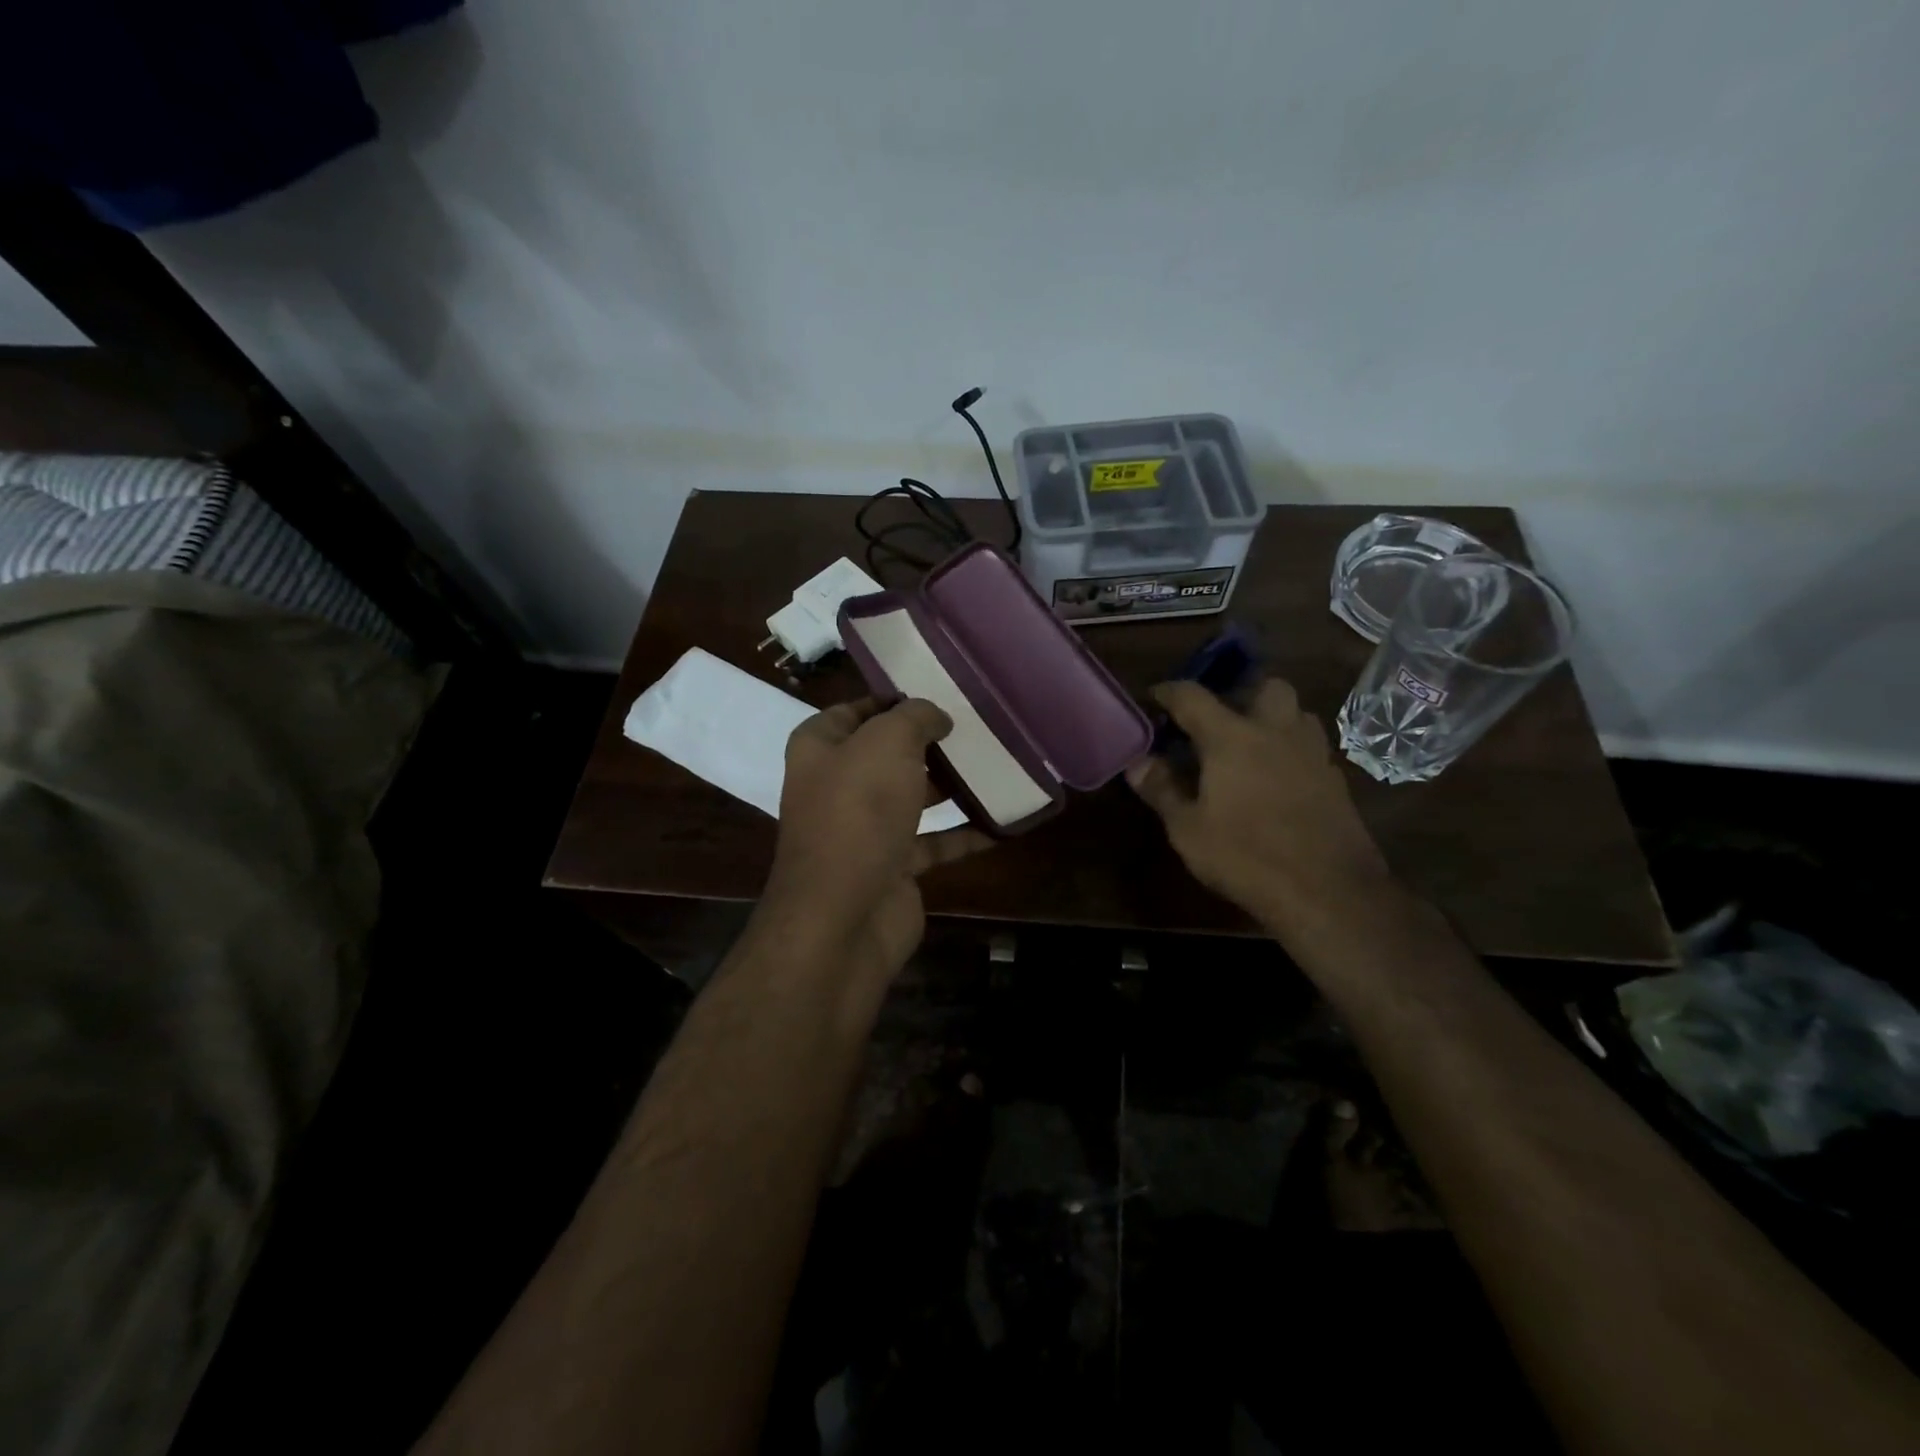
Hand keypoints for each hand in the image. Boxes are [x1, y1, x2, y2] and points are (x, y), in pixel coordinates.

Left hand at [766, 697, 990, 972]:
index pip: (852, 711)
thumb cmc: (858, 812)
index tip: (936, 693)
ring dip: (949, 785)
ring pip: (912, 797)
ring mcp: (864, 830)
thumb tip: (936, 716)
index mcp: (819, 750)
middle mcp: (836, 786)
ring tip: (995, 765)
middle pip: (886, 755)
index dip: (890, 700)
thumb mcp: (887, 743)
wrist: (845, 915)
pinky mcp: (892, 867)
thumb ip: (914, 718)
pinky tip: (1001, 822)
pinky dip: (964, 834)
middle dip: (927, 742)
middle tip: (974, 727)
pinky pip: (933, 842)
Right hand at [1127, 679, 1391, 939]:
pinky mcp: (1336, 781)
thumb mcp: (1188, 829)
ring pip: (1296, 714)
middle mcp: (1276, 733)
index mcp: (1232, 737)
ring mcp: (1312, 755)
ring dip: (1273, 719)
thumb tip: (1137, 763)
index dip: (1169, 692)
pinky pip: (1310, 750)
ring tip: (1250, 747)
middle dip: (1241, 693)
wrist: (1326, 892)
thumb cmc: (1245, 856)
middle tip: (1219, 721)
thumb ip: (1162, 790)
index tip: (1154, 698)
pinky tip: (1277, 781)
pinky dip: (1291, 753)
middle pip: (1266, 686)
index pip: (1193, 697)